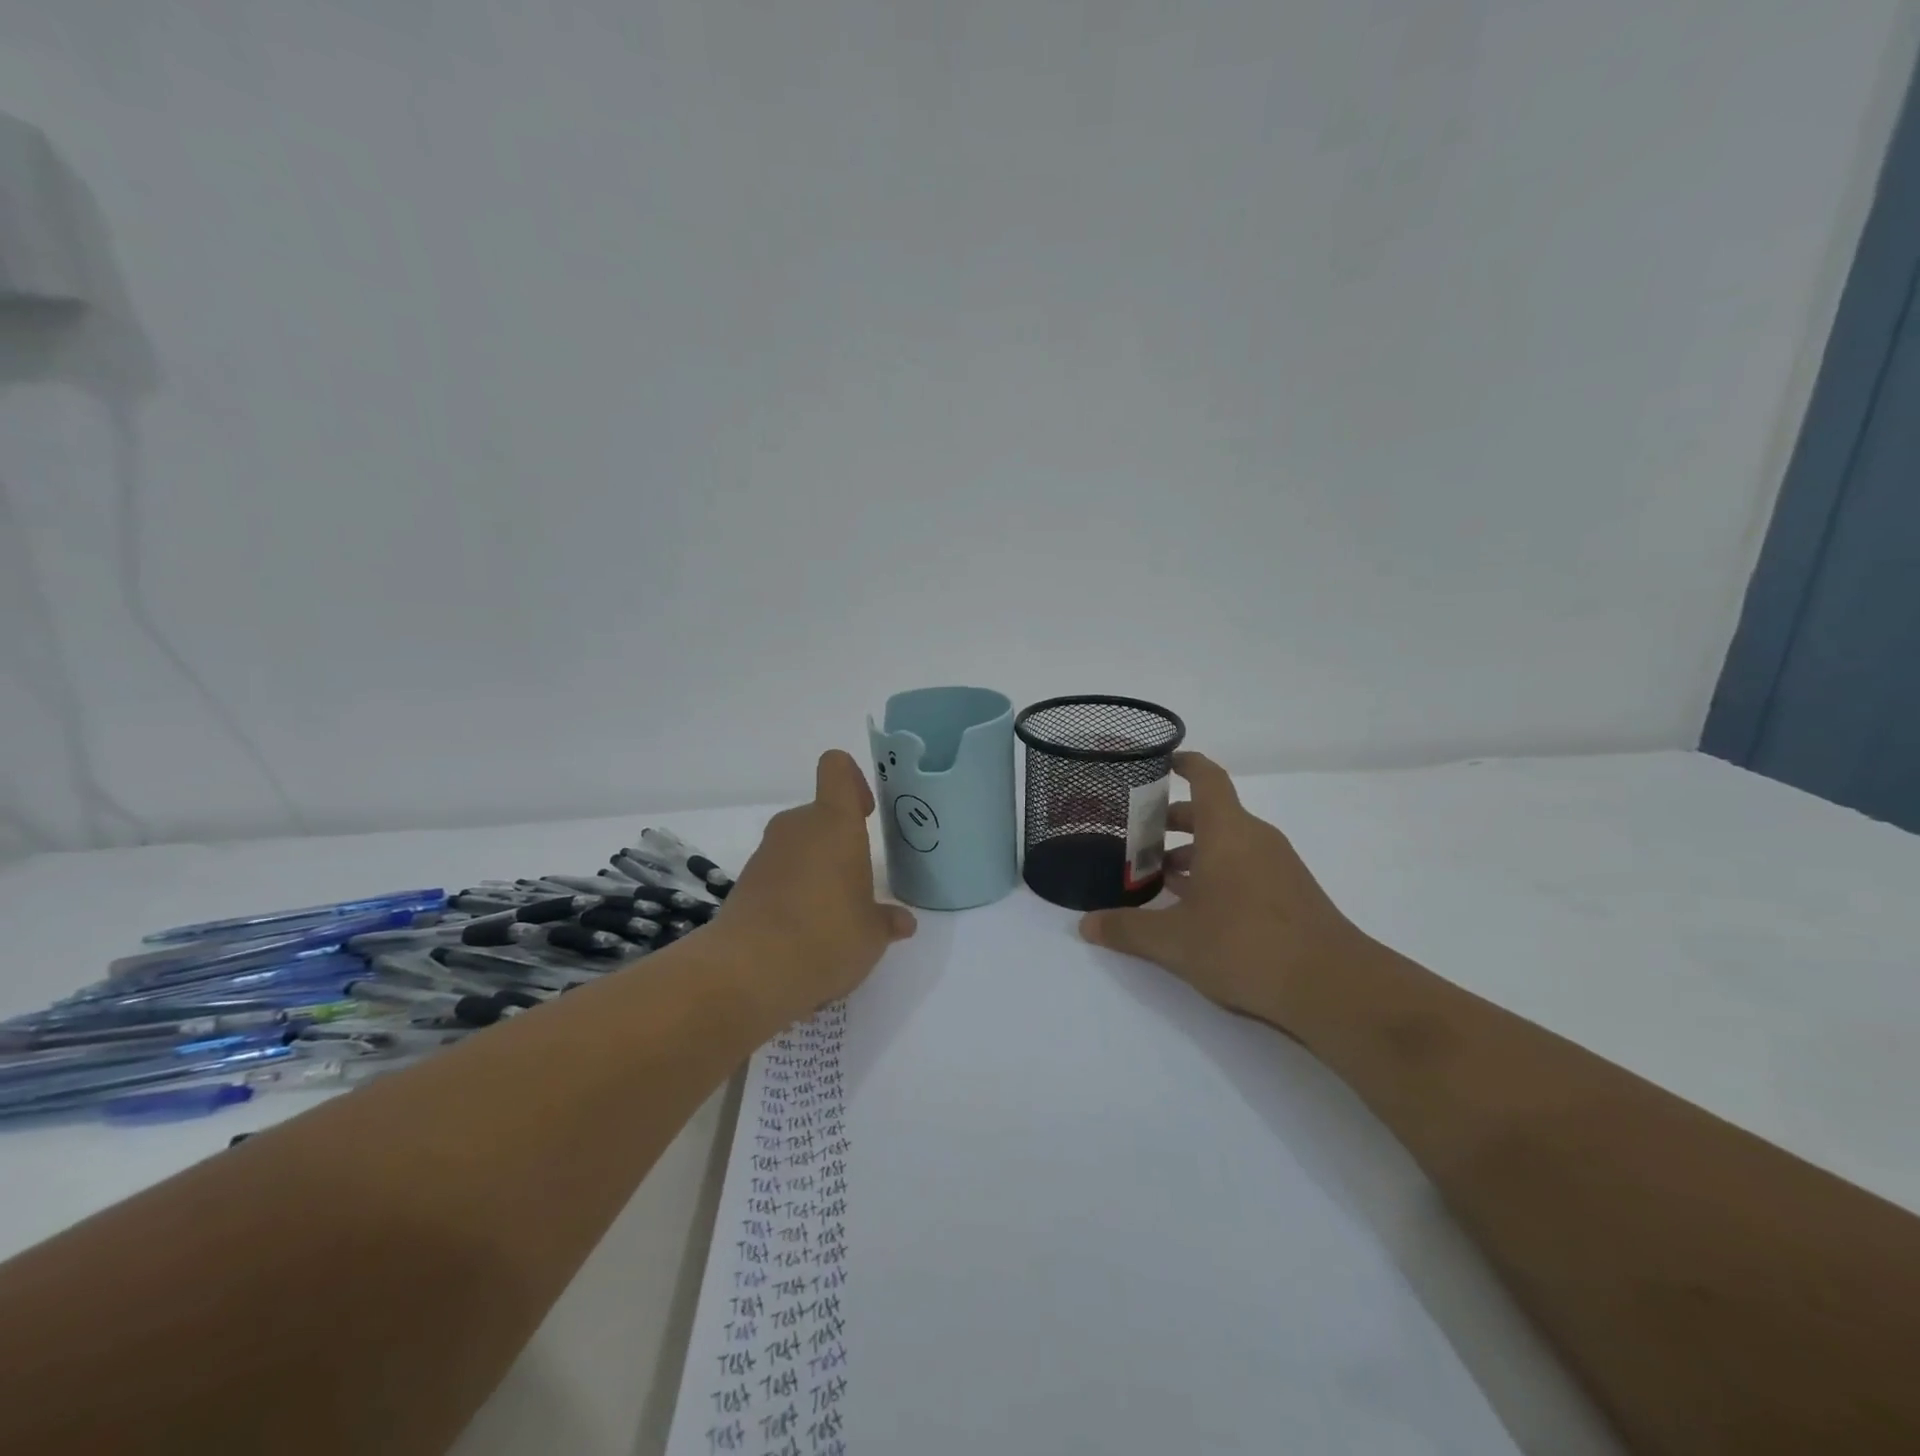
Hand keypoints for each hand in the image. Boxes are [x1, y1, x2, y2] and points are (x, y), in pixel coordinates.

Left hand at [717, 750, 916, 1021]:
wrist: (748, 973)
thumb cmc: (826, 937)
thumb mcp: (871, 936)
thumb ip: (886, 921)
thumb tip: (902, 922)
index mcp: (835, 823)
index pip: (837, 769)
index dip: (852, 781)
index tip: (865, 813)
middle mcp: (797, 827)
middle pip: (819, 815)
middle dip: (838, 842)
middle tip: (855, 883)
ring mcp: (765, 854)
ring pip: (797, 847)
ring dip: (814, 869)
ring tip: (830, 917)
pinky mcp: (743, 884)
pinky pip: (777, 875)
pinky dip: (791, 893)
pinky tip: (802, 935)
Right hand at [1078, 752, 1365, 1028]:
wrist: (1333, 987)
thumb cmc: (1245, 945)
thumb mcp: (1174, 941)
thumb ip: (1127, 929)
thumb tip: (1086, 925)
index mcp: (1227, 831)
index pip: (1206, 777)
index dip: (1183, 763)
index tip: (1159, 761)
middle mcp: (1255, 838)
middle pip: (1210, 813)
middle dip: (1171, 820)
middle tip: (1134, 834)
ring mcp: (1277, 866)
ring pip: (1227, 843)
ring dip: (1192, 852)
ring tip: (1157, 874)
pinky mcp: (1290, 894)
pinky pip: (1244, 867)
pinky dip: (1216, 873)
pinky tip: (1194, 906)